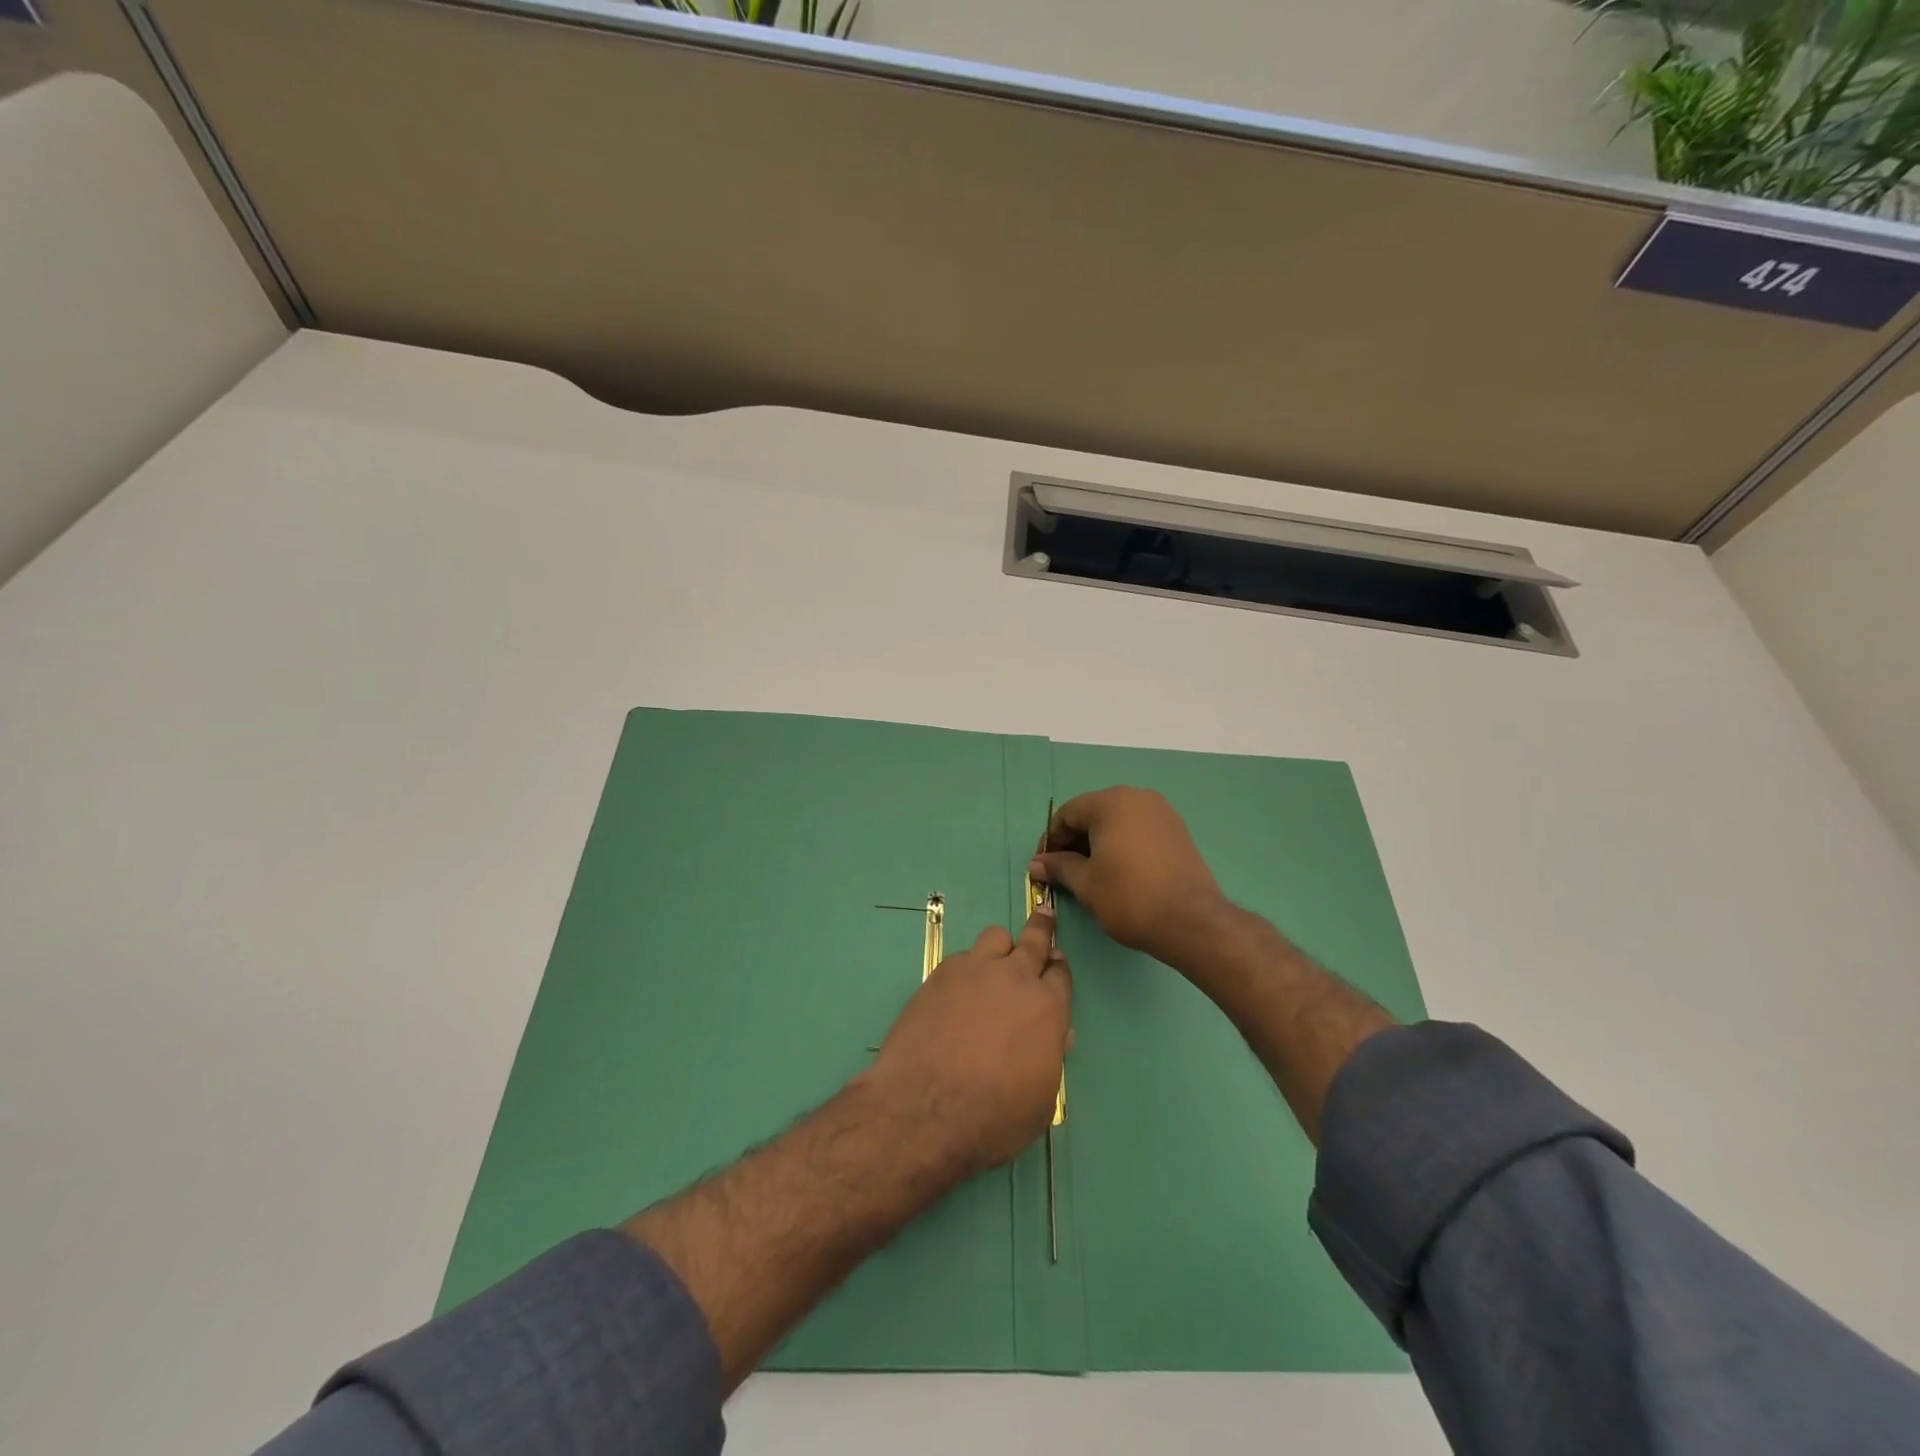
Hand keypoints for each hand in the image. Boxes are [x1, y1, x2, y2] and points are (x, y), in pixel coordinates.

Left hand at [859, 908, 1071, 1177]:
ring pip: (995, 937)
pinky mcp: (940, 975)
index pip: (1061, 975)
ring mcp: (974, 971)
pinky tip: (959, 989)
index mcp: (1048, 1008)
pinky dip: (967, 967)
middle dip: (1042, 928)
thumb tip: (1056, 1033)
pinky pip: (962, 957)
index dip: (1059, 968)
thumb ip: (1050, 1057)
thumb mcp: (1040, 1100)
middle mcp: (1015, 979)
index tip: (1057, 962)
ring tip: (996, 959)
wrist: (925, 1109)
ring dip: (1002, 946)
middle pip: (1034, 941)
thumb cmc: (994, 1118)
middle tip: (1044, 915)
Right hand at [1031, 786, 1234, 969]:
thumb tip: (1036, 864)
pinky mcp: (1177, 830)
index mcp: (1111, 802)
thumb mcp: (1086, 883)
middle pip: (1093, 814)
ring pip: (1117, 822)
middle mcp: (1137, 797)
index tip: (1044, 867)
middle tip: (1064, 872)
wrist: (1191, 921)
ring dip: (1098, 843)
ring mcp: (1161, 812)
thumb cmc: (1129, 897)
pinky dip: (1122, 845)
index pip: (1068, 814)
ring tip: (1090, 874)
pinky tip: (1118, 872)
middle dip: (1074, 841)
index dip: (1051, 840)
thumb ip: (1059, 867)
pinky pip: (1138, 830)